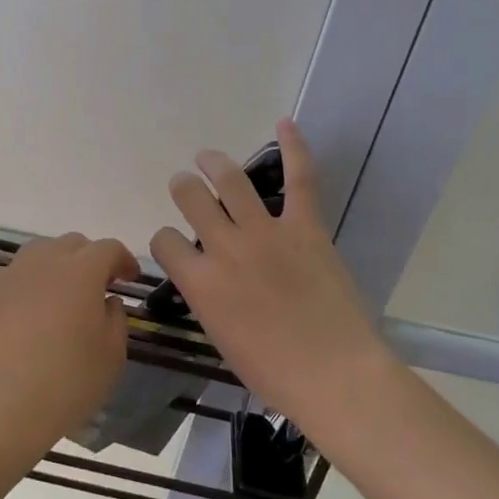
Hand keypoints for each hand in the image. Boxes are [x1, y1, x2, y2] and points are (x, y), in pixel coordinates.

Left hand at [0, 232, 137, 461]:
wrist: (1, 407)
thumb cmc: (67, 381)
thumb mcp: (112, 354)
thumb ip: (116, 318)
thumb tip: (107, 301)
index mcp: (82, 271)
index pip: (108, 249)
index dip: (123, 260)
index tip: (129, 279)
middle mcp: (46, 262)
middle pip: (73, 244)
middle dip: (90, 259)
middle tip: (97, 287)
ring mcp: (12, 275)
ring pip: (40, 253)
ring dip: (57, 265)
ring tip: (61, 295)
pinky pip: (15, 275)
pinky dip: (29, 283)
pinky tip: (30, 312)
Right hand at [150, 119, 390, 434]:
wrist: (333, 375)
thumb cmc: (274, 373)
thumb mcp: (223, 339)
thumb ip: (210, 301)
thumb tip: (210, 282)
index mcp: (200, 283)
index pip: (164, 242)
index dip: (166, 240)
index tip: (175, 244)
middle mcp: (225, 248)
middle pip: (191, 198)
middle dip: (184, 188)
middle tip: (187, 186)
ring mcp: (266, 233)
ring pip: (230, 180)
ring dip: (214, 163)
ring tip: (208, 158)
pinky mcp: (305, 227)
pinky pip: (299, 179)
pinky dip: (294, 148)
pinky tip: (285, 123)